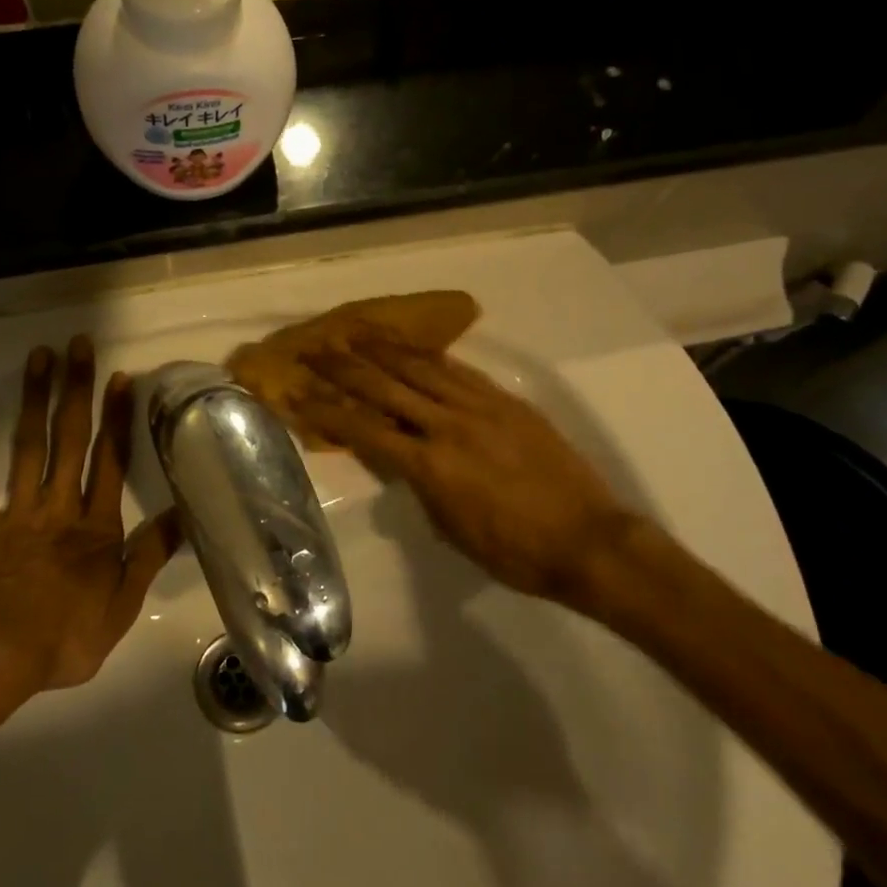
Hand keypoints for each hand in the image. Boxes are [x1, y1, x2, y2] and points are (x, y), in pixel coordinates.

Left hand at [0, 338, 181, 700]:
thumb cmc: (63, 639)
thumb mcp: (122, 607)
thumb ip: (150, 557)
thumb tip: (183, 516)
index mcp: (96, 527)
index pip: (111, 461)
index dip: (117, 417)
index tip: (119, 377)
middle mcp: (58, 506)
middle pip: (69, 439)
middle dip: (76, 389)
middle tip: (78, 344)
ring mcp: (17, 512)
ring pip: (28, 446)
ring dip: (34, 400)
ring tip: (39, 357)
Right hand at [299, 341, 637, 616]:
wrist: (589, 541)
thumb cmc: (515, 552)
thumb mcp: (451, 529)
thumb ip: (420, 487)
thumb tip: (399, 460)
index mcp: (430, 466)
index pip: (364, 430)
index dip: (326, 411)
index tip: (297, 394)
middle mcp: (449, 426)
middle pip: (386, 387)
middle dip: (344, 367)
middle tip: (315, 349)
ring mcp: (481, 408)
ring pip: (422, 368)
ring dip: (384, 349)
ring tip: (356, 333)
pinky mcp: (508, 401)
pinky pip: (460, 372)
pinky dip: (430, 357)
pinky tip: (413, 349)